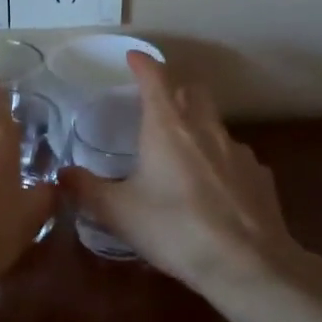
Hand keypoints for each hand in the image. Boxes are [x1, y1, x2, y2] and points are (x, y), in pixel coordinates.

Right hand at [62, 52, 301, 291]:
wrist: (247, 264)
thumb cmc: (174, 229)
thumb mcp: (119, 213)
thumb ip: (87, 190)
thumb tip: (61, 175)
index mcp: (168, 127)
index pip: (155, 78)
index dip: (142, 64)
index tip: (133, 57)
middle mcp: (205, 129)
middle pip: (193, 91)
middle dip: (175, 89)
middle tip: (158, 105)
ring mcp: (239, 151)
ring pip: (216, 124)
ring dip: (199, 127)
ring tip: (184, 154)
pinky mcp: (260, 177)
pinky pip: (236, 157)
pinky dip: (221, 162)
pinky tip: (214, 189)